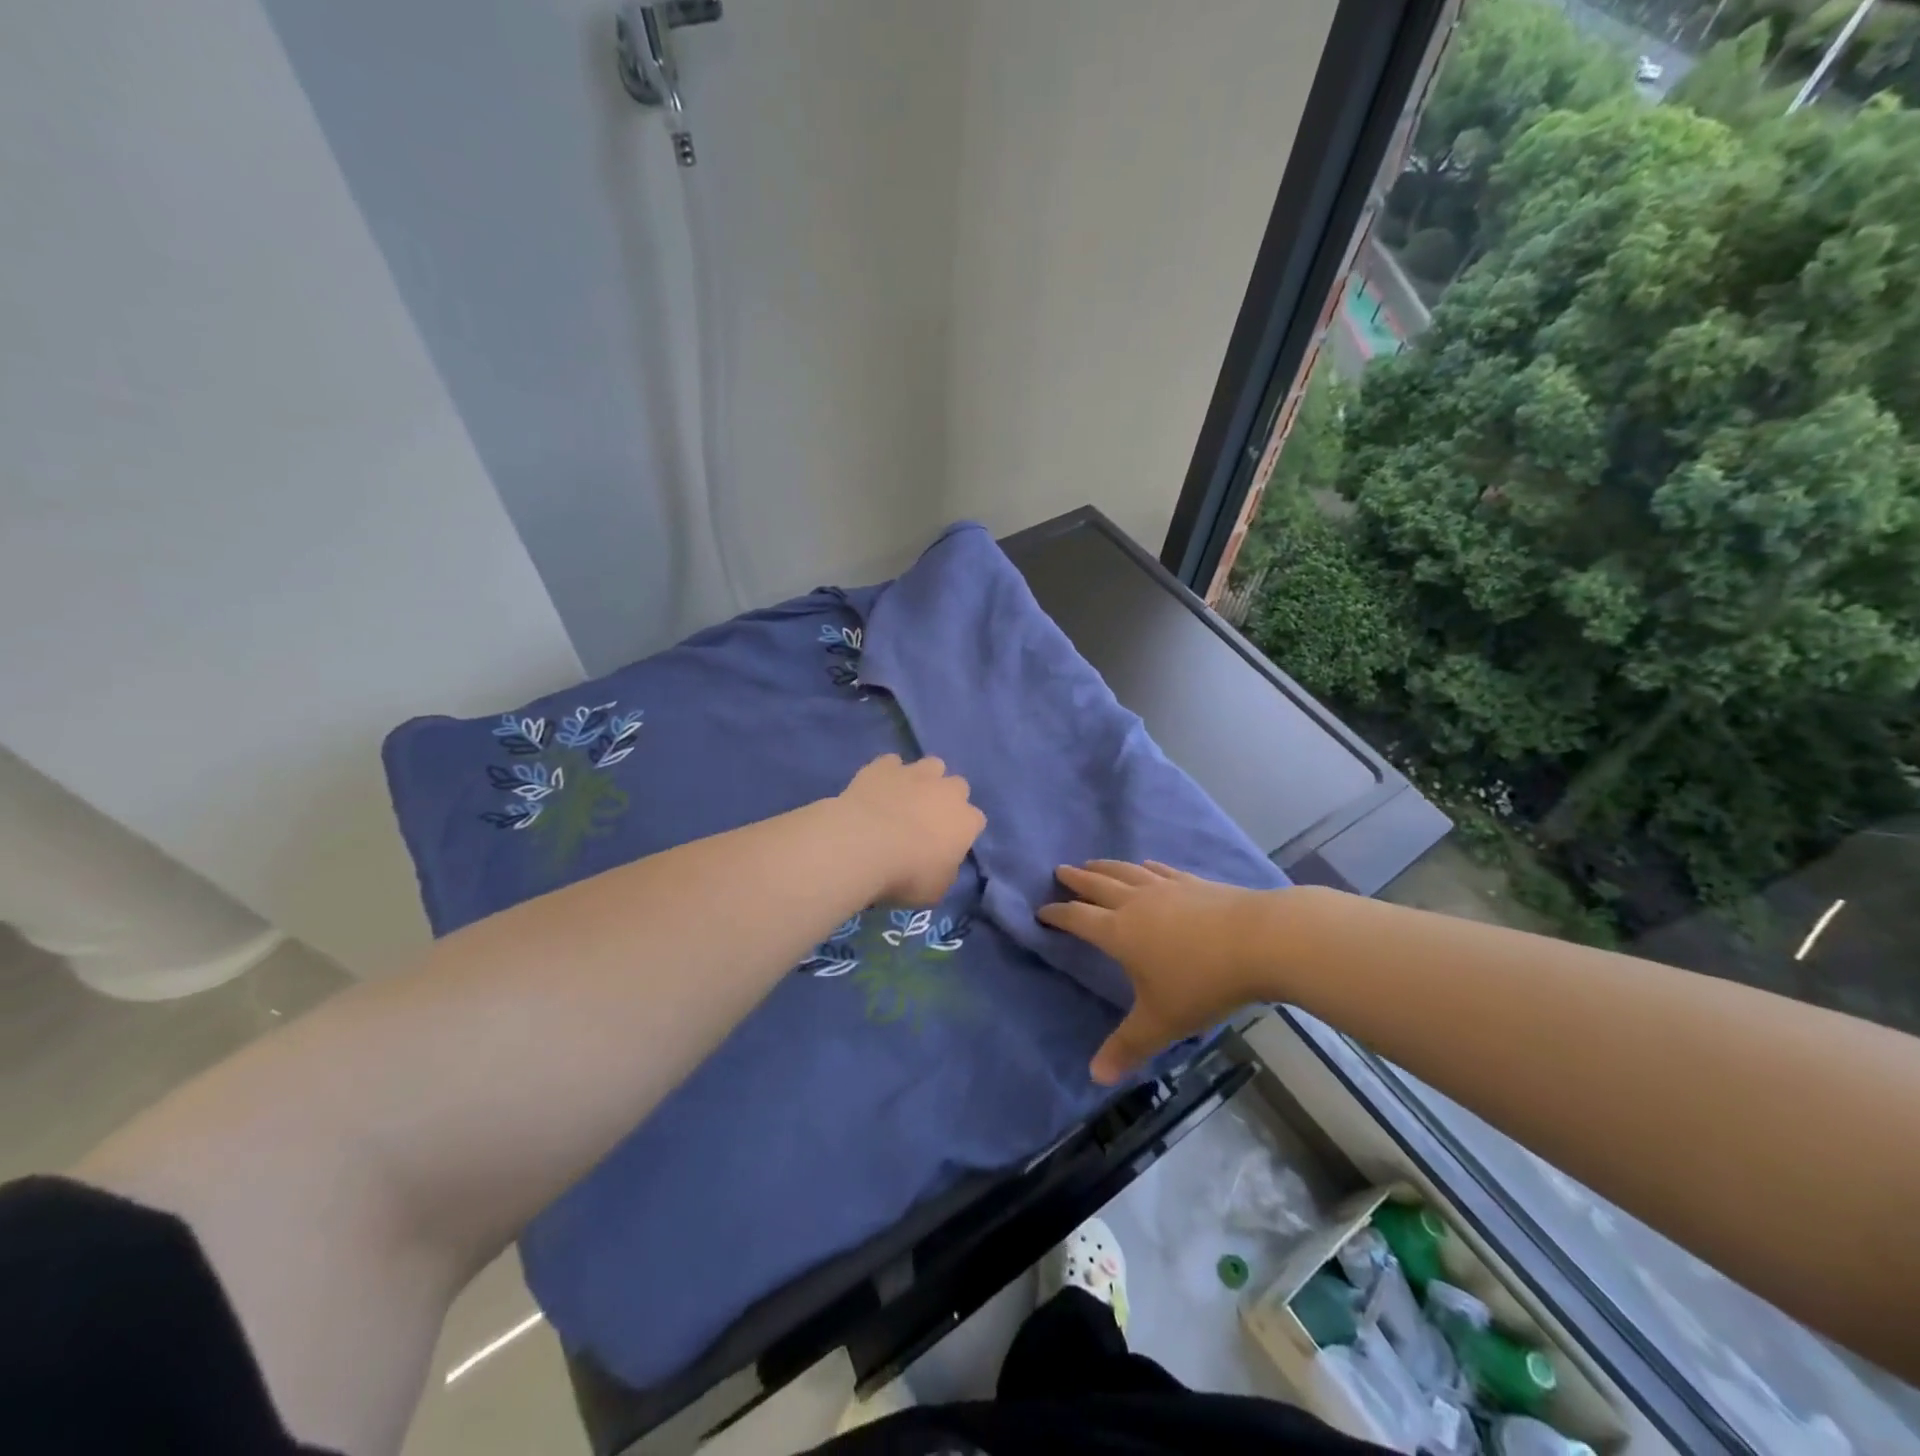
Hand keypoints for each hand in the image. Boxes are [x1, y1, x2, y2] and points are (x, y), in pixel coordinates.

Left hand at [837, 754, 985, 904]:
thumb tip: (941, 862)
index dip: (962, 832)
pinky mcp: (884, 766)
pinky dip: (887, 774)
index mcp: (966, 821)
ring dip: (923, 779)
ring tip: (905, 798)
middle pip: (957, 786)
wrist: (862, 845)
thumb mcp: (935, 889)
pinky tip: (877, 789)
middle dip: (946, 799)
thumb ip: (945, 870)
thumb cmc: (905, 875)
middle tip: (926, 820)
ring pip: (931, 765)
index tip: (947, 846)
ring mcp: (916, 773)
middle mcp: (947, 790)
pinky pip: (891, 763)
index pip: (976, 821)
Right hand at [1039, 861, 1273, 1083]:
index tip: (1041, 911)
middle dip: (1077, 880)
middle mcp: (1136, 903)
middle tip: (1060, 871)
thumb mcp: (1161, 1021)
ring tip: (1092, 863)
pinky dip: (1146, 867)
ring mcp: (1167, 889)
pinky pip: (1160, 870)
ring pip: (1126, 872)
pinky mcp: (1194, 883)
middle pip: (1098, 885)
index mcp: (1119, 932)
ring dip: (1105, 867)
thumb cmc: (1202, 982)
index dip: (1057, 915)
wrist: (1260, 940)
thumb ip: (1128, 1046)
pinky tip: (1146, 865)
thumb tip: (1095, 1077)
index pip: (1078, 919)